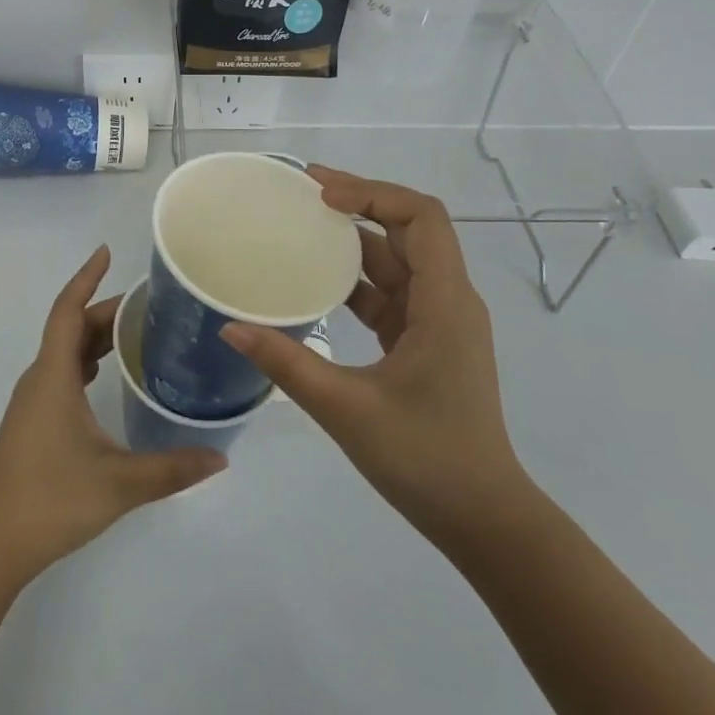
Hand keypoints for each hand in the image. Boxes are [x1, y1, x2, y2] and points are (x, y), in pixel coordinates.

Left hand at [0, 245, 225, 587]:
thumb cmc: (52, 499)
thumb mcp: (119, 483)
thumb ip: (172, 469)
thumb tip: (221, 456)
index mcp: (53, 376)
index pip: (68, 310)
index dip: (86, 278)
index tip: (106, 253)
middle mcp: (39, 378)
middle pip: (70, 328)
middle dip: (104, 310)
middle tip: (148, 306)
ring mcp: (33, 400)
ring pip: (64, 351)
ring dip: (94, 336)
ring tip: (135, 332)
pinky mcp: (33, 420)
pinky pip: (61, 372)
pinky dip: (85, 361)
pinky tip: (106, 375)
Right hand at [220, 166, 527, 546]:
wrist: (484, 521)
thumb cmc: (426, 459)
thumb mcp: (347, 409)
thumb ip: (287, 364)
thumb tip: (230, 326)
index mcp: (445, 304)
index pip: (421, 218)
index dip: (373, 194)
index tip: (320, 193)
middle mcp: (448, 302)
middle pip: (409, 230)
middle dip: (359, 203)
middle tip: (301, 194)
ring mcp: (438, 323)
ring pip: (398, 261)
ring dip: (355, 240)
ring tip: (302, 227)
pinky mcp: (425, 343)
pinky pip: (390, 293)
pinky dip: (355, 280)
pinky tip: (317, 282)